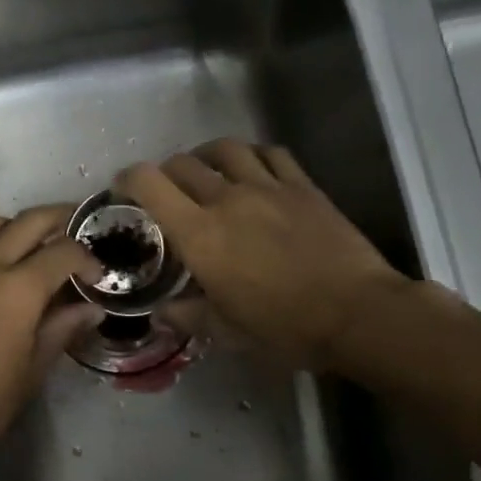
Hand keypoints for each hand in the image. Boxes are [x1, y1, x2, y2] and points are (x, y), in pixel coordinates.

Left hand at [0, 204, 102, 480]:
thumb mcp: (33, 370)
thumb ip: (62, 329)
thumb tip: (91, 309)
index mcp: (18, 289)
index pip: (63, 252)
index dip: (86, 258)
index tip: (95, 274)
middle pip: (28, 222)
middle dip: (58, 219)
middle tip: (72, 229)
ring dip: (11, 228)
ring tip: (22, 247)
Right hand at [118, 141, 404, 370]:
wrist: (356, 313)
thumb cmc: (285, 327)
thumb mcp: (226, 331)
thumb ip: (188, 315)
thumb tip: (162, 312)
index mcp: (200, 234)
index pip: (150, 184)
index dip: (128, 179)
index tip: (124, 189)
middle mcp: (227, 199)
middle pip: (183, 163)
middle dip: (165, 173)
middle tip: (166, 192)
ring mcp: (268, 187)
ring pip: (225, 149)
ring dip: (206, 156)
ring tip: (206, 171)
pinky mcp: (302, 186)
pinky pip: (271, 154)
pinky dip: (252, 156)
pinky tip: (252, 170)